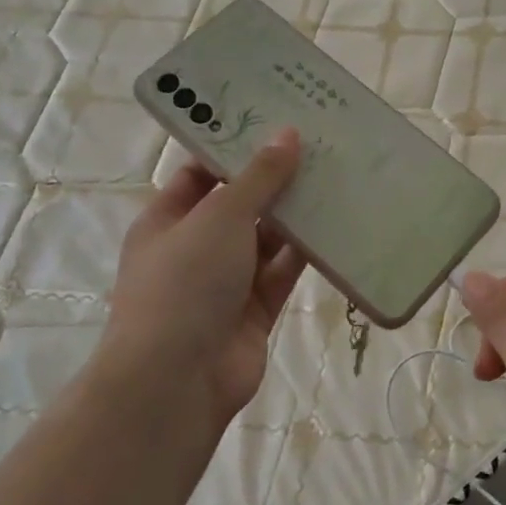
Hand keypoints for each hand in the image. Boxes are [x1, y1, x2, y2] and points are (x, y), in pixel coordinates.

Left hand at [103, 129, 307, 424]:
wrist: (177, 381)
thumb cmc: (185, 282)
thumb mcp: (220, 216)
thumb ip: (258, 177)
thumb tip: (287, 134)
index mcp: (168, 219)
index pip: (201, 173)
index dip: (235, 149)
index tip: (275, 123)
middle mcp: (195, 247)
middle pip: (239, 204)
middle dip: (274, 180)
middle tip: (318, 145)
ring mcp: (226, 281)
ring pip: (266, 238)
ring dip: (295, 214)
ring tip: (336, 176)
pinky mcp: (255, 310)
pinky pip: (283, 272)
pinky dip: (306, 252)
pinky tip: (338, 225)